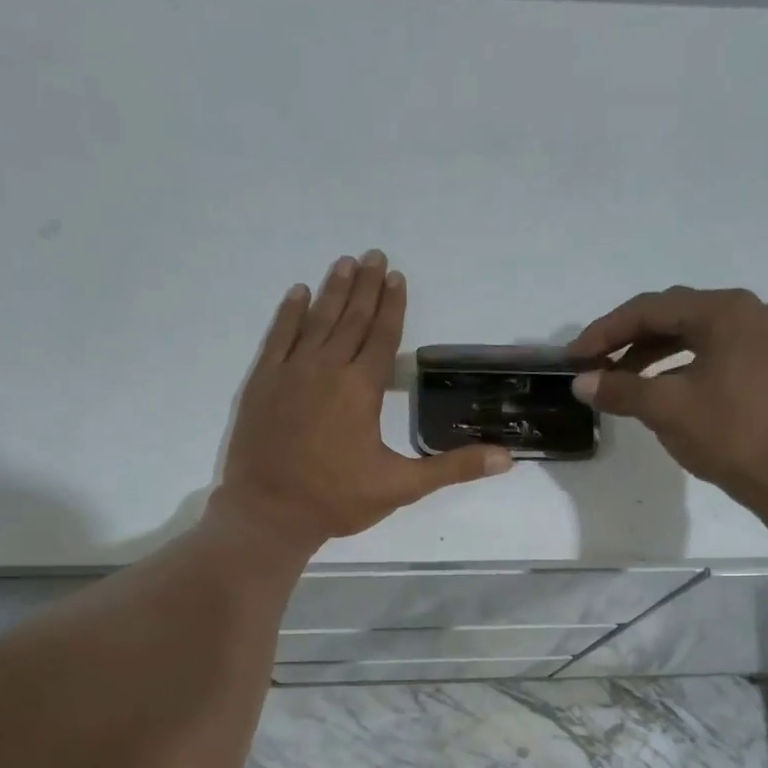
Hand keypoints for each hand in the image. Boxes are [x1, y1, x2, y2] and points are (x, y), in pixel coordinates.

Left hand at [215, 251, 512, 547]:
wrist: (269, 512)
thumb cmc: (337, 500)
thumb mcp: (401, 487)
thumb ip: (452, 468)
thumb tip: (505, 459)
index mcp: (361, 389)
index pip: (382, 337)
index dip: (393, 306)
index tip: (398, 277)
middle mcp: (326, 369)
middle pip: (351, 319)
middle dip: (366, 287)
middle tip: (375, 255)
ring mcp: (290, 372)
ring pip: (315, 321)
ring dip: (333, 291)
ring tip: (345, 263)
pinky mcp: (262, 383)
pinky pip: (277, 337)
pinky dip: (288, 314)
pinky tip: (298, 294)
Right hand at [568, 287, 767, 509]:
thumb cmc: (730, 435)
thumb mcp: (667, 409)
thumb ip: (620, 389)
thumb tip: (580, 383)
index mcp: (724, 311)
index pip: (650, 309)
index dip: (605, 331)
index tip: (572, 357)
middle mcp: (744, 312)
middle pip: (670, 315)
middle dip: (625, 339)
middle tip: (589, 365)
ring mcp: (756, 338)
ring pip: (687, 335)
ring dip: (646, 354)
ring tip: (614, 380)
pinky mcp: (759, 364)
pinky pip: (705, 353)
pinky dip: (672, 366)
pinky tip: (650, 388)